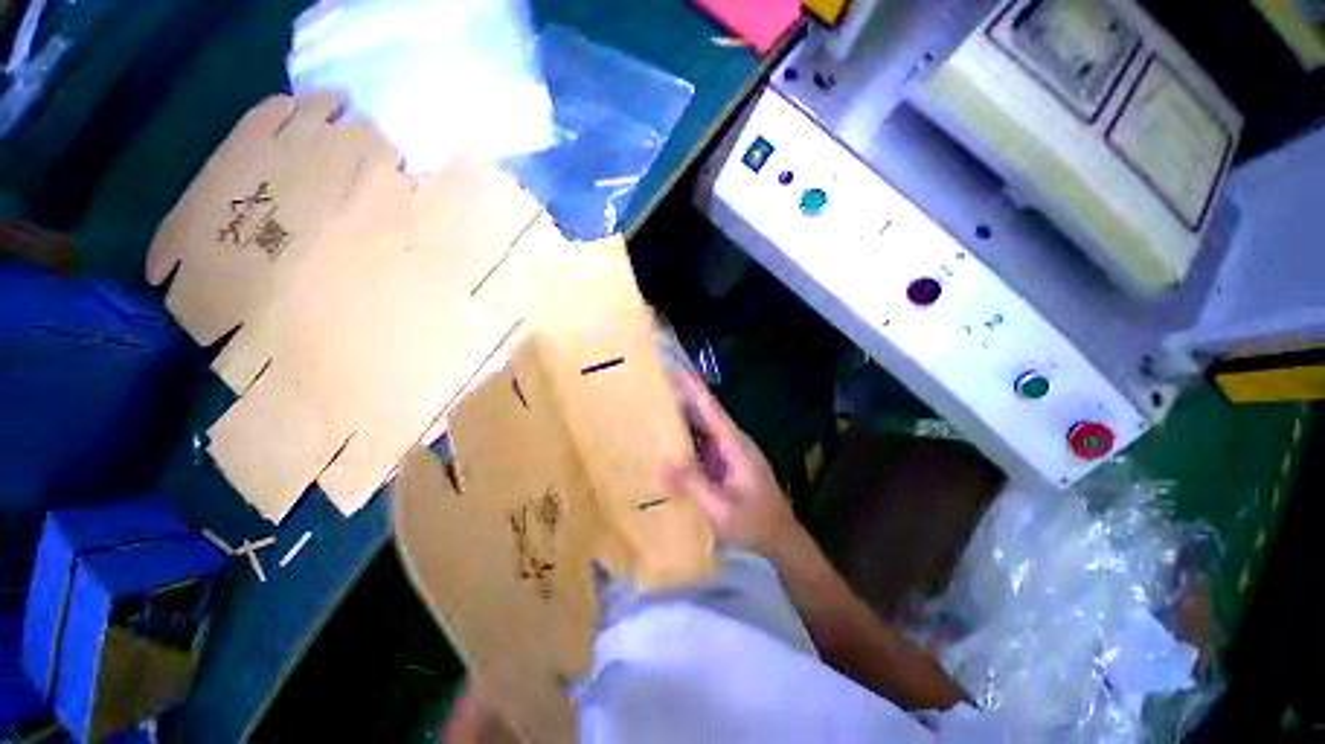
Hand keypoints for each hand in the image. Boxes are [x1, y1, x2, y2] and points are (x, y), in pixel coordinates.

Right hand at [661, 372, 800, 558]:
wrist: (781, 538)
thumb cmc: (754, 523)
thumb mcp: (721, 509)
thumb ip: (692, 485)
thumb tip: (660, 465)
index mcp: (735, 446)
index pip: (712, 410)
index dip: (694, 389)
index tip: (676, 371)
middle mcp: (733, 442)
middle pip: (706, 412)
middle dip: (684, 396)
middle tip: (656, 384)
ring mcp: (730, 451)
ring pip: (704, 426)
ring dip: (684, 413)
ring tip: (657, 403)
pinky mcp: (726, 462)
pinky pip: (703, 441)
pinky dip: (687, 434)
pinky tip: (670, 436)